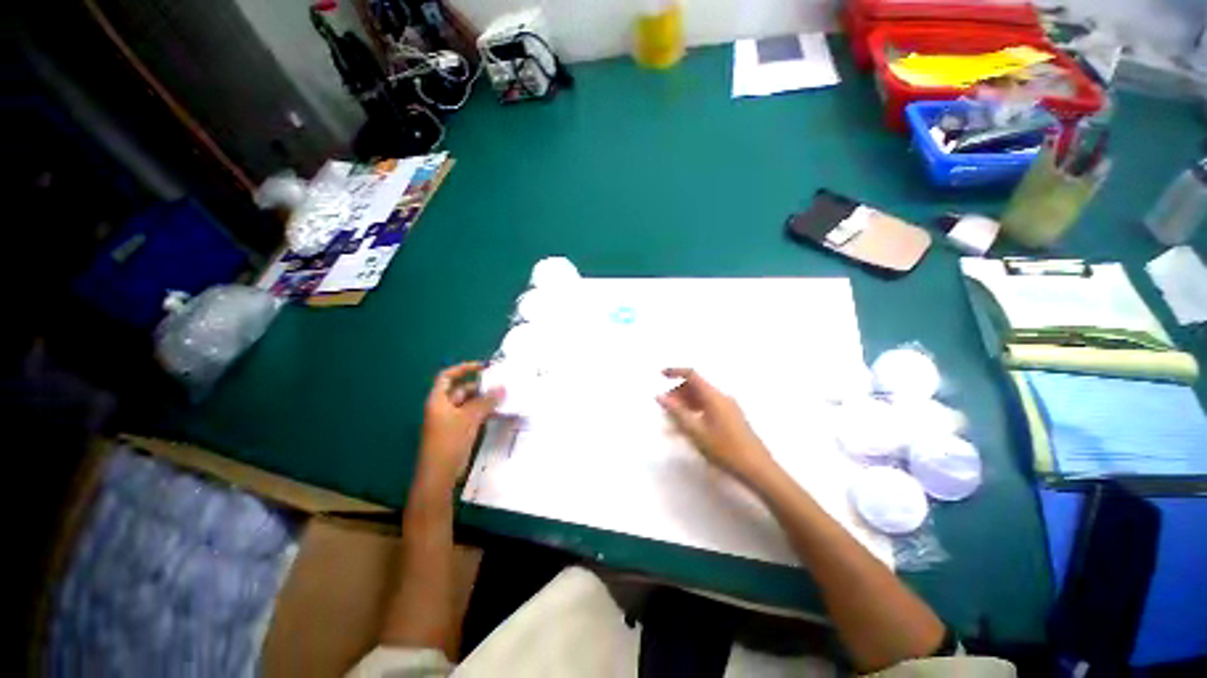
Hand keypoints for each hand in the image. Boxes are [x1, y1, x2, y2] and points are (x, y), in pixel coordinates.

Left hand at [417, 362, 503, 490]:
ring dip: (484, 400)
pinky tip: (497, 412)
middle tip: (500, 385)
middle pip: (461, 390)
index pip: (447, 377)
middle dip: (480, 387)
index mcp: (438, 400)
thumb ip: (486, 401)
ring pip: (468, 404)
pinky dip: (483, 412)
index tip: (483, 367)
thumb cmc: (450, 441)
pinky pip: (471, 416)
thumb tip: (503, 387)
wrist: (439, 474)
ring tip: (503, 398)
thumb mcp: (469, 418)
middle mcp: (442, 408)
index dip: (464, 368)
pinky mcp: (457, 432)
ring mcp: (450, 421)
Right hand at [656, 368, 777, 487]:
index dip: (675, 372)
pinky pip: (709, 406)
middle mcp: (722, 397)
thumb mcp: (695, 431)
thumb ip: (677, 412)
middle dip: (678, 393)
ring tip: (673, 420)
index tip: (661, 375)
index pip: (692, 375)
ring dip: (686, 403)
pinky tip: (689, 426)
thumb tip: (660, 396)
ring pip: (702, 397)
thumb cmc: (724, 449)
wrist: (757, 469)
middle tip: (665, 407)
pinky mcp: (732, 417)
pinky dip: (695, 410)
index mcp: (713, 396)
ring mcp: (729, 407)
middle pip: (696, 386)